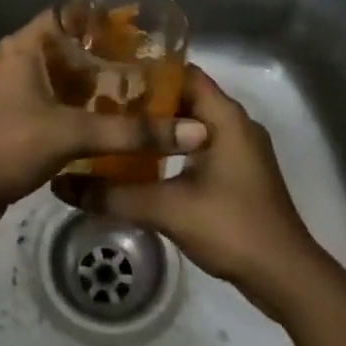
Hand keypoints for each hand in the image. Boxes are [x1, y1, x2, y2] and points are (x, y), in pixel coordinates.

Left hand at [0, 9, 208, 243]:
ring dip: (89, 85)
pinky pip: (49, 103)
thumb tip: (193, 133)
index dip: (99, 19)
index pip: (65, 16)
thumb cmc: (8, 146)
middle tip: (145, 65)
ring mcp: (9, 93)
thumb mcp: (72, 134)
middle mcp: (13, 62)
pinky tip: (105, 123)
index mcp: (22, 48)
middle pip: (64, 47)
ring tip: (134, 92)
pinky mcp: (10, 120)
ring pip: (57, 78)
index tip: (137, 29)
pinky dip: (75, 107)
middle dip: (102, 56)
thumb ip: (131, 133)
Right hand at [54, 64, 319, 306]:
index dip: (146, 70)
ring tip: (115, 129)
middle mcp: (235, 123)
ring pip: (192, 124)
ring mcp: (240, 149)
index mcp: (224, 116)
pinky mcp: (239, 172)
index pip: (182, 72)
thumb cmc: (231, 226)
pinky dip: (173, 148)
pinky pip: (200, 145)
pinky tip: (142, 162)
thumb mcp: (166, 209)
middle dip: (145, 100)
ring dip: (158, 127)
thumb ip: (113, 195)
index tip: (108, 74)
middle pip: (185, 97)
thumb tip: (61, 184)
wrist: (285, 276)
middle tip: (101, 102)